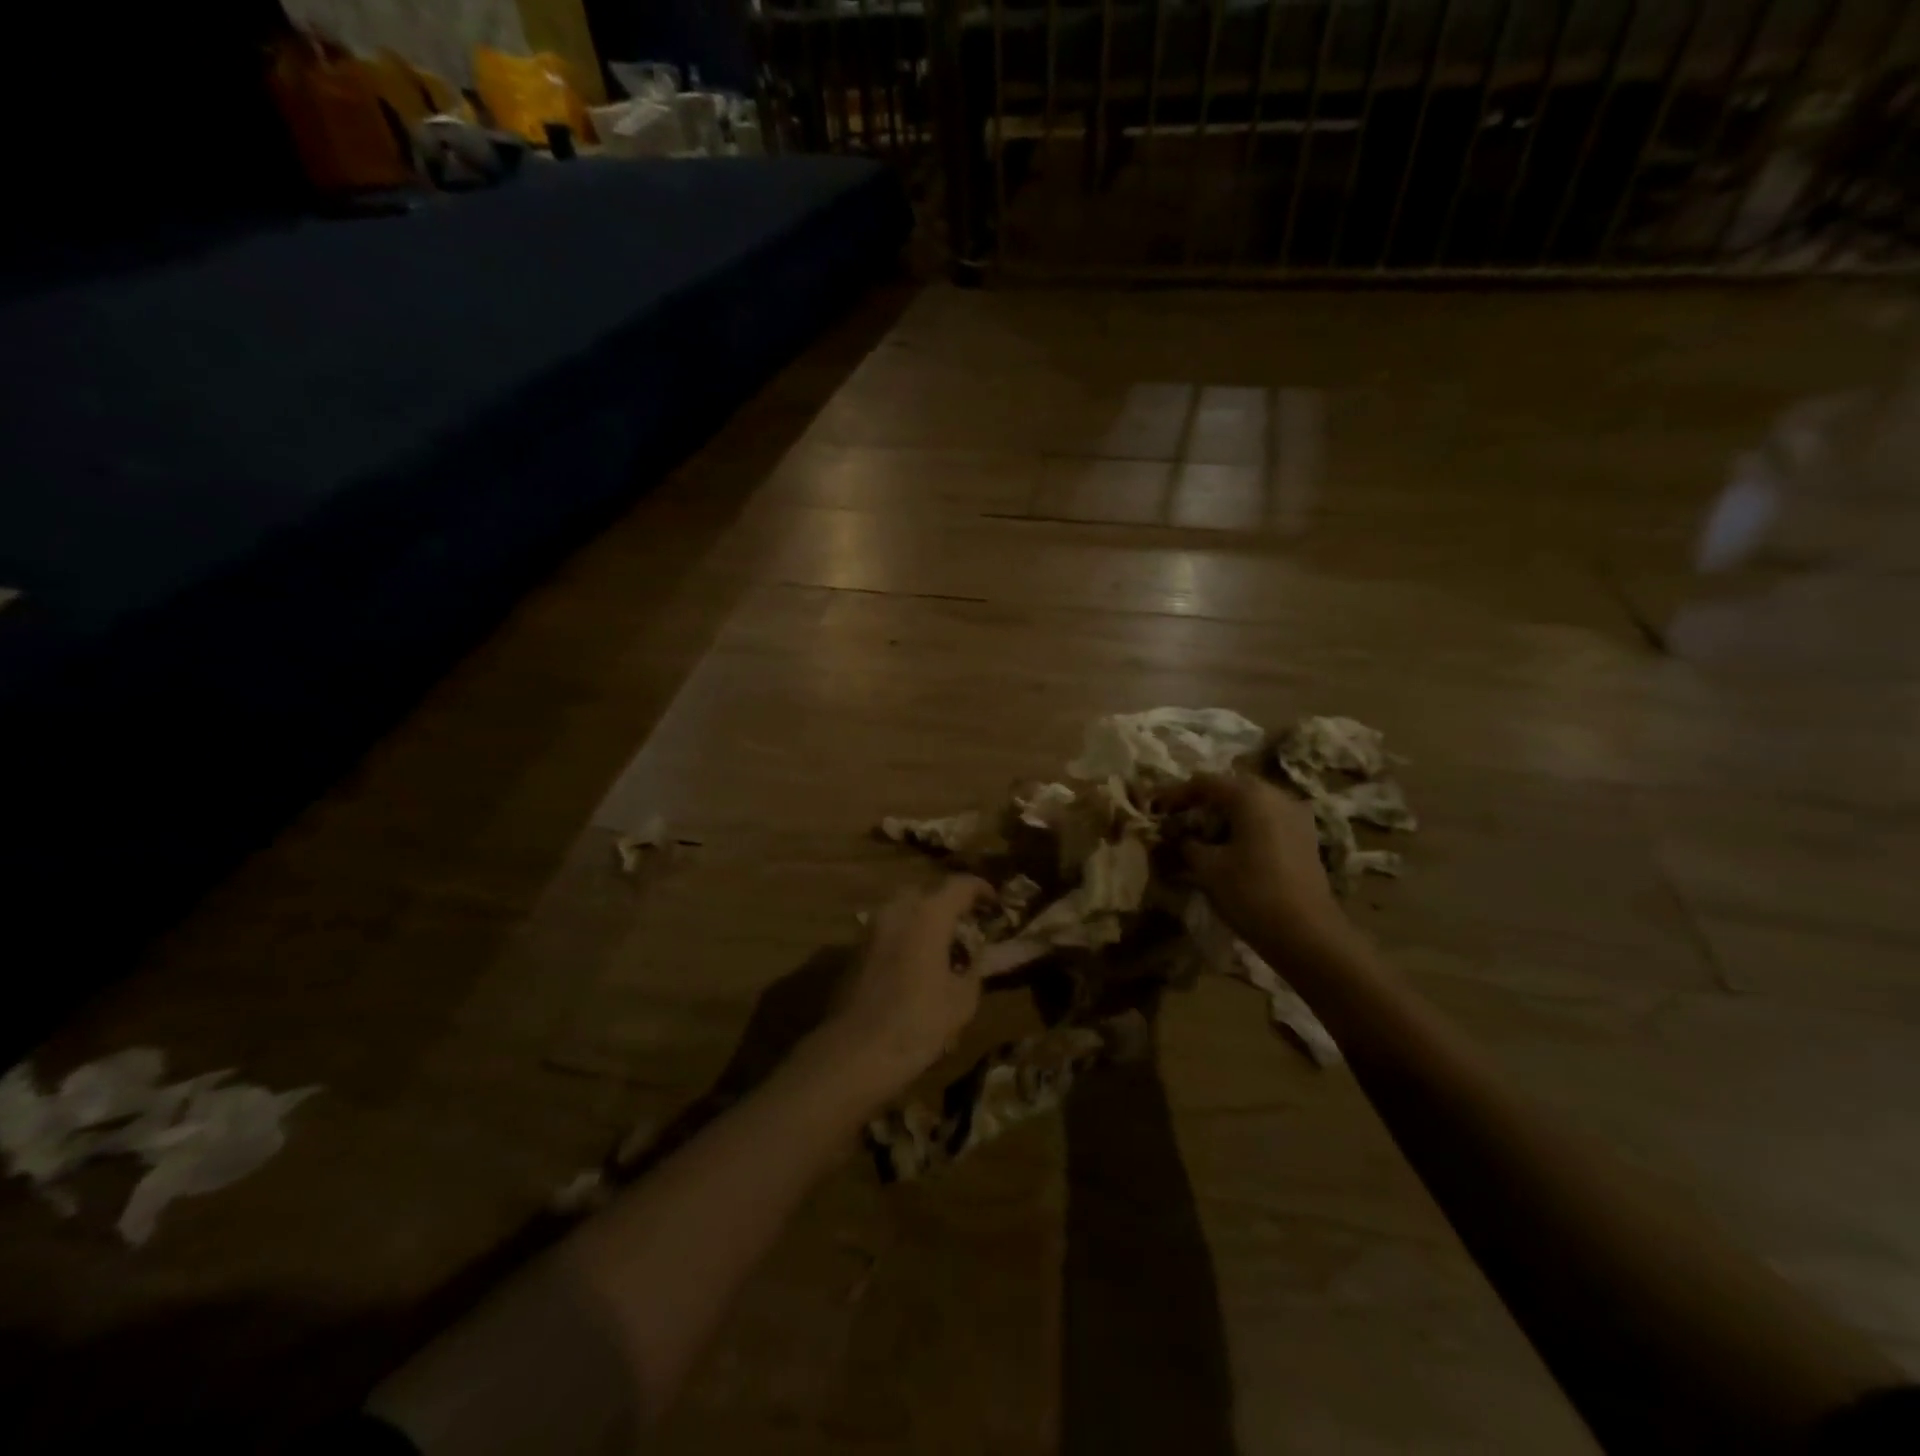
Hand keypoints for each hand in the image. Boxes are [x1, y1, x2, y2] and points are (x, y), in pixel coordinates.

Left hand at [826, 876, 991, 1097]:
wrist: (854, 1053)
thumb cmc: (917, 1023)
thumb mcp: (962, 1001)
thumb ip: (973, 969)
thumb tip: (975, 958)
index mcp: (928, 914)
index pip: (960, 885)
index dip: (981, 889)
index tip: (995, 903)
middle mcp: (897, 910)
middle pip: (928, 893)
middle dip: (949, 904)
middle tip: (967, 926)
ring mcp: (872, 928)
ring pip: (904, 910)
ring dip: (925, 920)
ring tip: (943, 946)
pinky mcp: (855, 949)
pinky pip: (888, 930)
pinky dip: (906, 936)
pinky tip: (916, 963)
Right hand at [1164, 773, 1349, 958]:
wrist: (1308, 935)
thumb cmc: (1252, 893)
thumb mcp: (1207, 867)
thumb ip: (1185, 843)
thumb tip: (1174, 835)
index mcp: (1251, 796)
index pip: (1204, 783)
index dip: (1175, 794)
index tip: (1154, 809)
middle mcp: (1277, 796)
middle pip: (1230, 789)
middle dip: (1200, 802)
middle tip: (1176, 819)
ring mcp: (1296, 816)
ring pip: (1250, 805)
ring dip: (1222, 815)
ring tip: (1198, 834)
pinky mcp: (1304, 837)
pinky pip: (1266, 820)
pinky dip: (1242, 826)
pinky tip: (1227, 846)